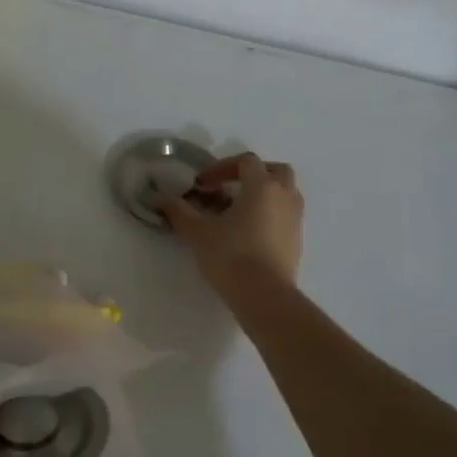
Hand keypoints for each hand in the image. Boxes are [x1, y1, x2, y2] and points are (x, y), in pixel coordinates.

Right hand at [162, 153, 303, 299]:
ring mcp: (295, 219)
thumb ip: (178, 210)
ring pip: (284, 193)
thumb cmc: (230, 255)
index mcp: (262, 186)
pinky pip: (285, 215)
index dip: (221, 167)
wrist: (264, 295)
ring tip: (238, 210)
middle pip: (274, 170)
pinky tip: (248, 232)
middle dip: (251, 174)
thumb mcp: (197, 231)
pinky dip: (270, 213)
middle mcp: (284, 196)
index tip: (201, 184)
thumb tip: (160, 198)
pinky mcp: (297, 240)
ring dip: (263, 193)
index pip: (246, 161)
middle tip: (229, 188)